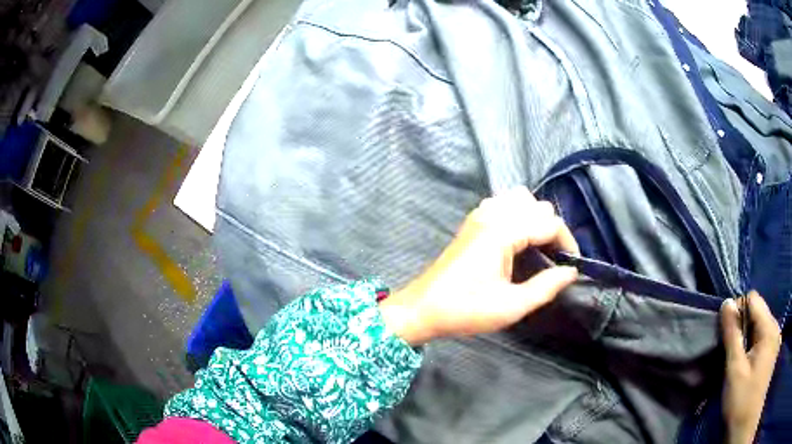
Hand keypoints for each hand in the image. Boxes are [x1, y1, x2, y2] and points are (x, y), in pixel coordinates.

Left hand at [380, 186, 579, 345]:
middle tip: (555, 258)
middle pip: (536, 205)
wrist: (423, 308)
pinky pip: (502, 203)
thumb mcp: (512, 306)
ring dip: (534, 217)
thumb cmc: (466, 310)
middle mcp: (491, 215)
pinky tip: (517, 238)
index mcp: (502, 232)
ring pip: (518, 198)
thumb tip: (571, 272)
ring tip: (538, 246)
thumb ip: (546, 287)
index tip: (573, 262)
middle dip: (552, 228)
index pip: (548, 222)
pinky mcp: (472, 222)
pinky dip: (516, 213)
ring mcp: (479, 215)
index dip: (567, 241)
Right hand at [721, 292, 781, 443]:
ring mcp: (775, 339)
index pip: (753, 299)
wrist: (746, 424)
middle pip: (758, 312)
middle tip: (729, 351)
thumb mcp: (735, 370)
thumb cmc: (742, 399)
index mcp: (769, 328)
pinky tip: (748, 363)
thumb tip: (726, 303)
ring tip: (737, 359)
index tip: (725, 332)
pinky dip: (753, 345)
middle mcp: (775, 327)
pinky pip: (763, 337)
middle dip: (742, 326)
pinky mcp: (773, 351)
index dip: (737, 309)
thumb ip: (732, 335)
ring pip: (760, 326)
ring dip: (748, 337)